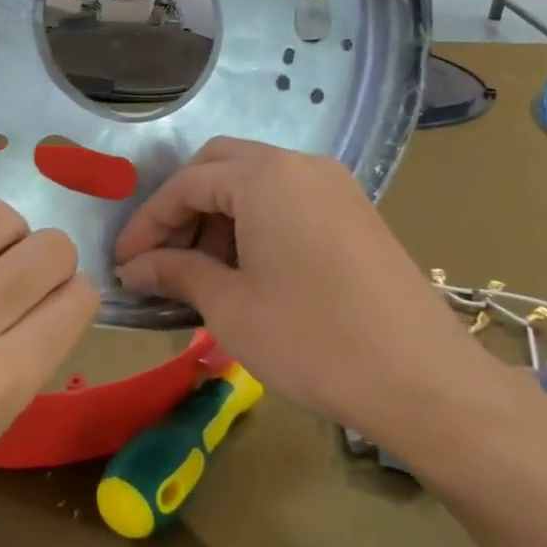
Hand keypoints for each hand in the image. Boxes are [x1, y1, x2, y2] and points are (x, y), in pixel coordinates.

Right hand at [114, 138, 546, 471]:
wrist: (422, 380)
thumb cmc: (312, 340)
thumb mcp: (230, 307)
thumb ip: (176, 273)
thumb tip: (135, 267)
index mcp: (265, 178)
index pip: (186, 184)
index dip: (147, 223)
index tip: (124, 263)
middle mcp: (301, 166)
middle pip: (220, 168)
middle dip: (182, 209)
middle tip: (161, 258)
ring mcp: (335, 187)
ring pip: (256, 183)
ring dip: (218, 216)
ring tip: (199, 272)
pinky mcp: (354, 213)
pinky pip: (288, 201)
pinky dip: (254, 224)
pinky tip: (245, 270)